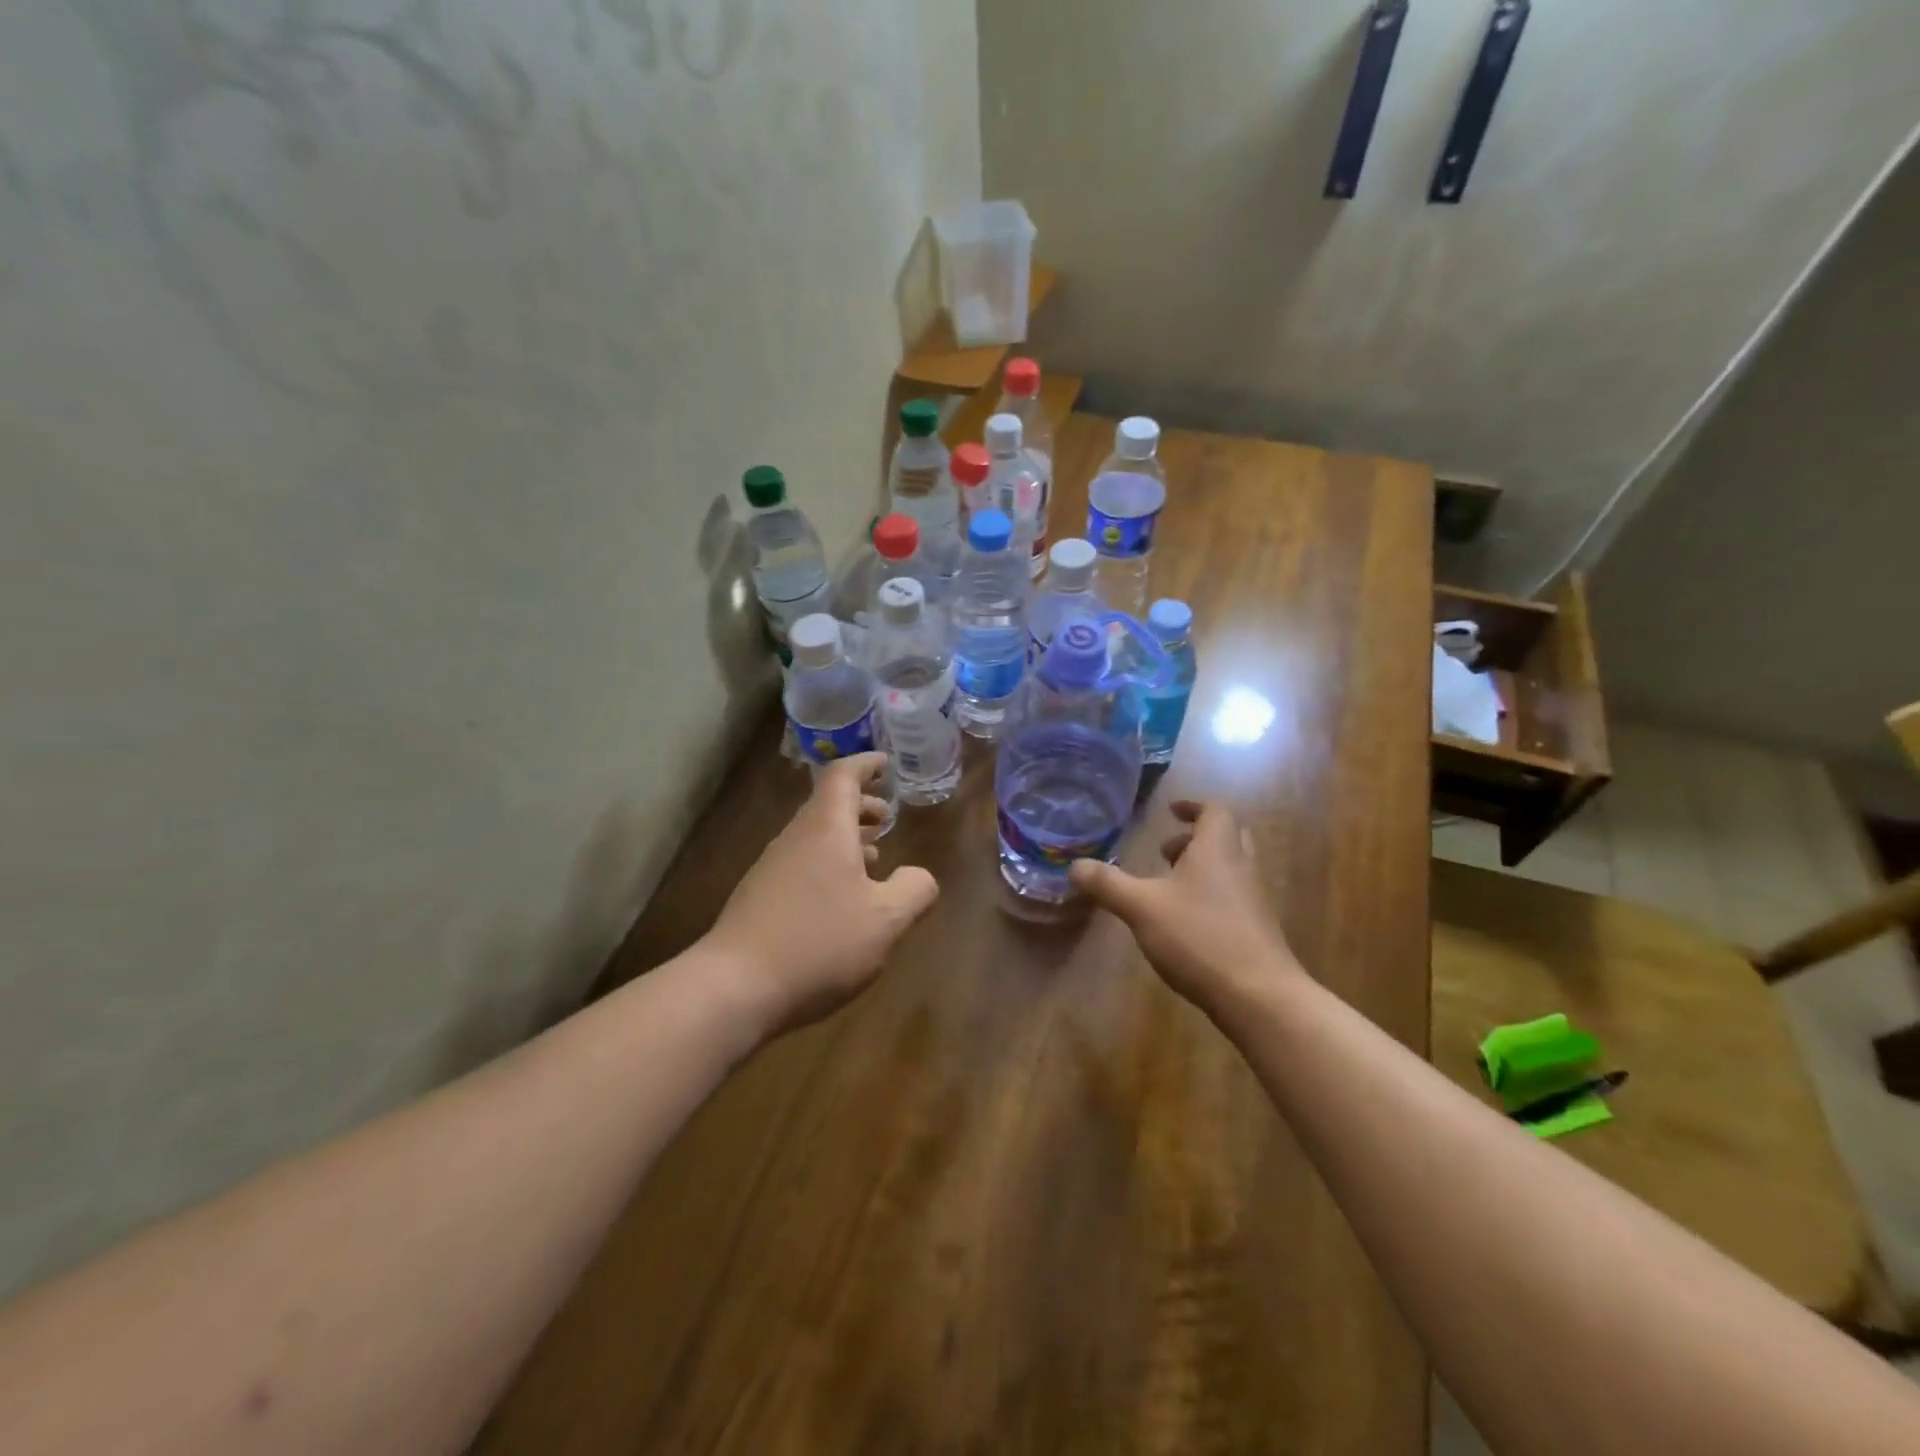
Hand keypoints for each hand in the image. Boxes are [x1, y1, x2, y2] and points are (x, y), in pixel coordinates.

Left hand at [705, 752, 938, 1038]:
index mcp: (825, 829)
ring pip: (814, 838)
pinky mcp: (759, 900)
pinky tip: (842, 901)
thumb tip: (920, 876)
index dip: (866, 765)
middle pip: (827, 806)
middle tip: (887, 817)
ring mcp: (771, 869)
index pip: (843, 776)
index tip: (886, 763)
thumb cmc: (819, 943)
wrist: (734, 989)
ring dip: (846, 839)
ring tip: (874, 859)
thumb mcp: (886, 920)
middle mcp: (794, 839)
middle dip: (861, 806)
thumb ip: (914, 891)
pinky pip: (801, 864)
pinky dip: (828, 866)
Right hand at [1069, 800, 1301, 1017]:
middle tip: (1166, 850)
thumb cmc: (1200, 937)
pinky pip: (1232, 898)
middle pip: (1227, 837)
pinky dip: (1209, 897)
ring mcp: (1253, 901)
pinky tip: (1184, 923)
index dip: (1193, 807)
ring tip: (1167, 888)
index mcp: (1217, 850)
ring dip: (1201, 869)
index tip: (1171, 811)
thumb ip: (1107, 884)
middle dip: (1195, 838)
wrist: (1259, 996)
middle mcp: (1241, 867)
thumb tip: (1074, 866)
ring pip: (1230, 869)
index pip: (1214, 811)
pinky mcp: (1256, 931)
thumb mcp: (1141, 908)